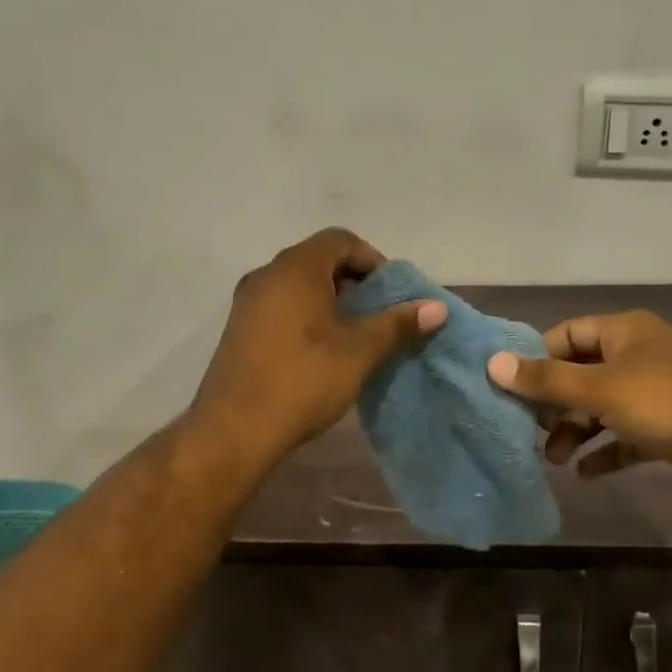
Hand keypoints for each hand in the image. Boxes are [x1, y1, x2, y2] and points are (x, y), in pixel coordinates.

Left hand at [194, 228, 446, 458]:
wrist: (233, 431)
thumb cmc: (302, 379)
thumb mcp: (359, 351)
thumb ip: (398, 324)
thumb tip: (438, 308)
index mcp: (296, 268)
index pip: (340, 240)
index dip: (371, 259)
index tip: (390, 291)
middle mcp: (268, 273)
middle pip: (318, 258)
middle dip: (352, 279)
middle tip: (376, 311)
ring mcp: (248, 300)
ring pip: (298, 281)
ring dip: (329, 296)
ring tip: (353, 331)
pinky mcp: (239, 326)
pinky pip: (280, 302)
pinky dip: (305, 311)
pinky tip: (320, 347)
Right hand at [487, 311, 671, 508]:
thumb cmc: (668, 404)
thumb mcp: (601, 390)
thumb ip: (547, 380)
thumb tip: (493, 364)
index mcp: (625, 331)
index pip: (568, 334)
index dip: (538, 357)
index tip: (511, 386)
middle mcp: (640, 355)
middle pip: (583, 372)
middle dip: (555, 402)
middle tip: (531, 430)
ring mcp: (657, 392)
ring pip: (603, 406)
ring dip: (577, 429)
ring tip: (554, 459)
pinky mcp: (670, 428)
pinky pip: (626, 435)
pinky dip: (605, 450)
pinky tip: (584, 474)